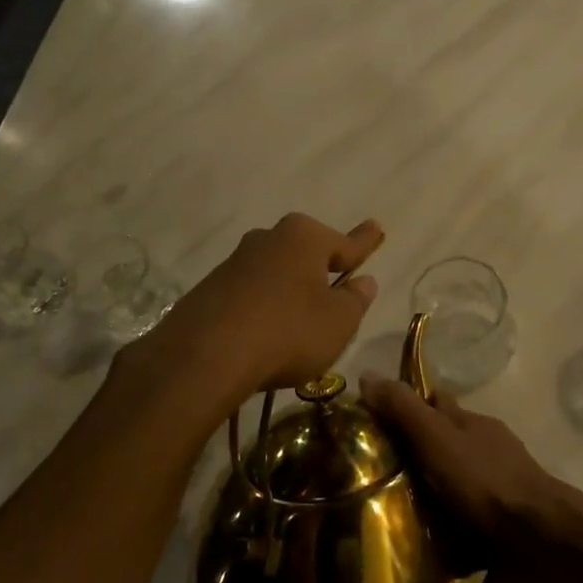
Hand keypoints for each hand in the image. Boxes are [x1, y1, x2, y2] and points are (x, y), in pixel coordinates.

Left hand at [129, 213, 383, 409]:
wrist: (206, 355)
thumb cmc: (289, 331)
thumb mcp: (339, 321)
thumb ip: (355, 299)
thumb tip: (363, 282)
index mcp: (304, 237)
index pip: (345, 242)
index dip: (364, 243)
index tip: (377, 227)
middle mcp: (268, 239)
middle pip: (305, 254)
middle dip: (320, 269)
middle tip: (336, 285)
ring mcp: (234, 263)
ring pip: (275, 275)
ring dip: (288, 293)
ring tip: (299, 325)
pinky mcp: (209, 291)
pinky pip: (249, 297)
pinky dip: (262, 311)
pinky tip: (264, 337)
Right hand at [359, 377, 578, 582]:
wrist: (540, 537)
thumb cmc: (484, 481)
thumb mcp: (436, 439)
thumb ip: (404, 410)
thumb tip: (367, 374)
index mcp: (471, 422)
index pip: (436, 402)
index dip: (409, 405)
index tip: (377, 420)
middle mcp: (487, 446)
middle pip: (447, 440)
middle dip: (420, 451)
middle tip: (378, 473)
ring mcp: (500, 483)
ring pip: (460, 478)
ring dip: (436, 489)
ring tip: (397, 513)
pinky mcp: (506, 520)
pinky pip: (471, 515)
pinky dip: (453, 521)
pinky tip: (431, 540)